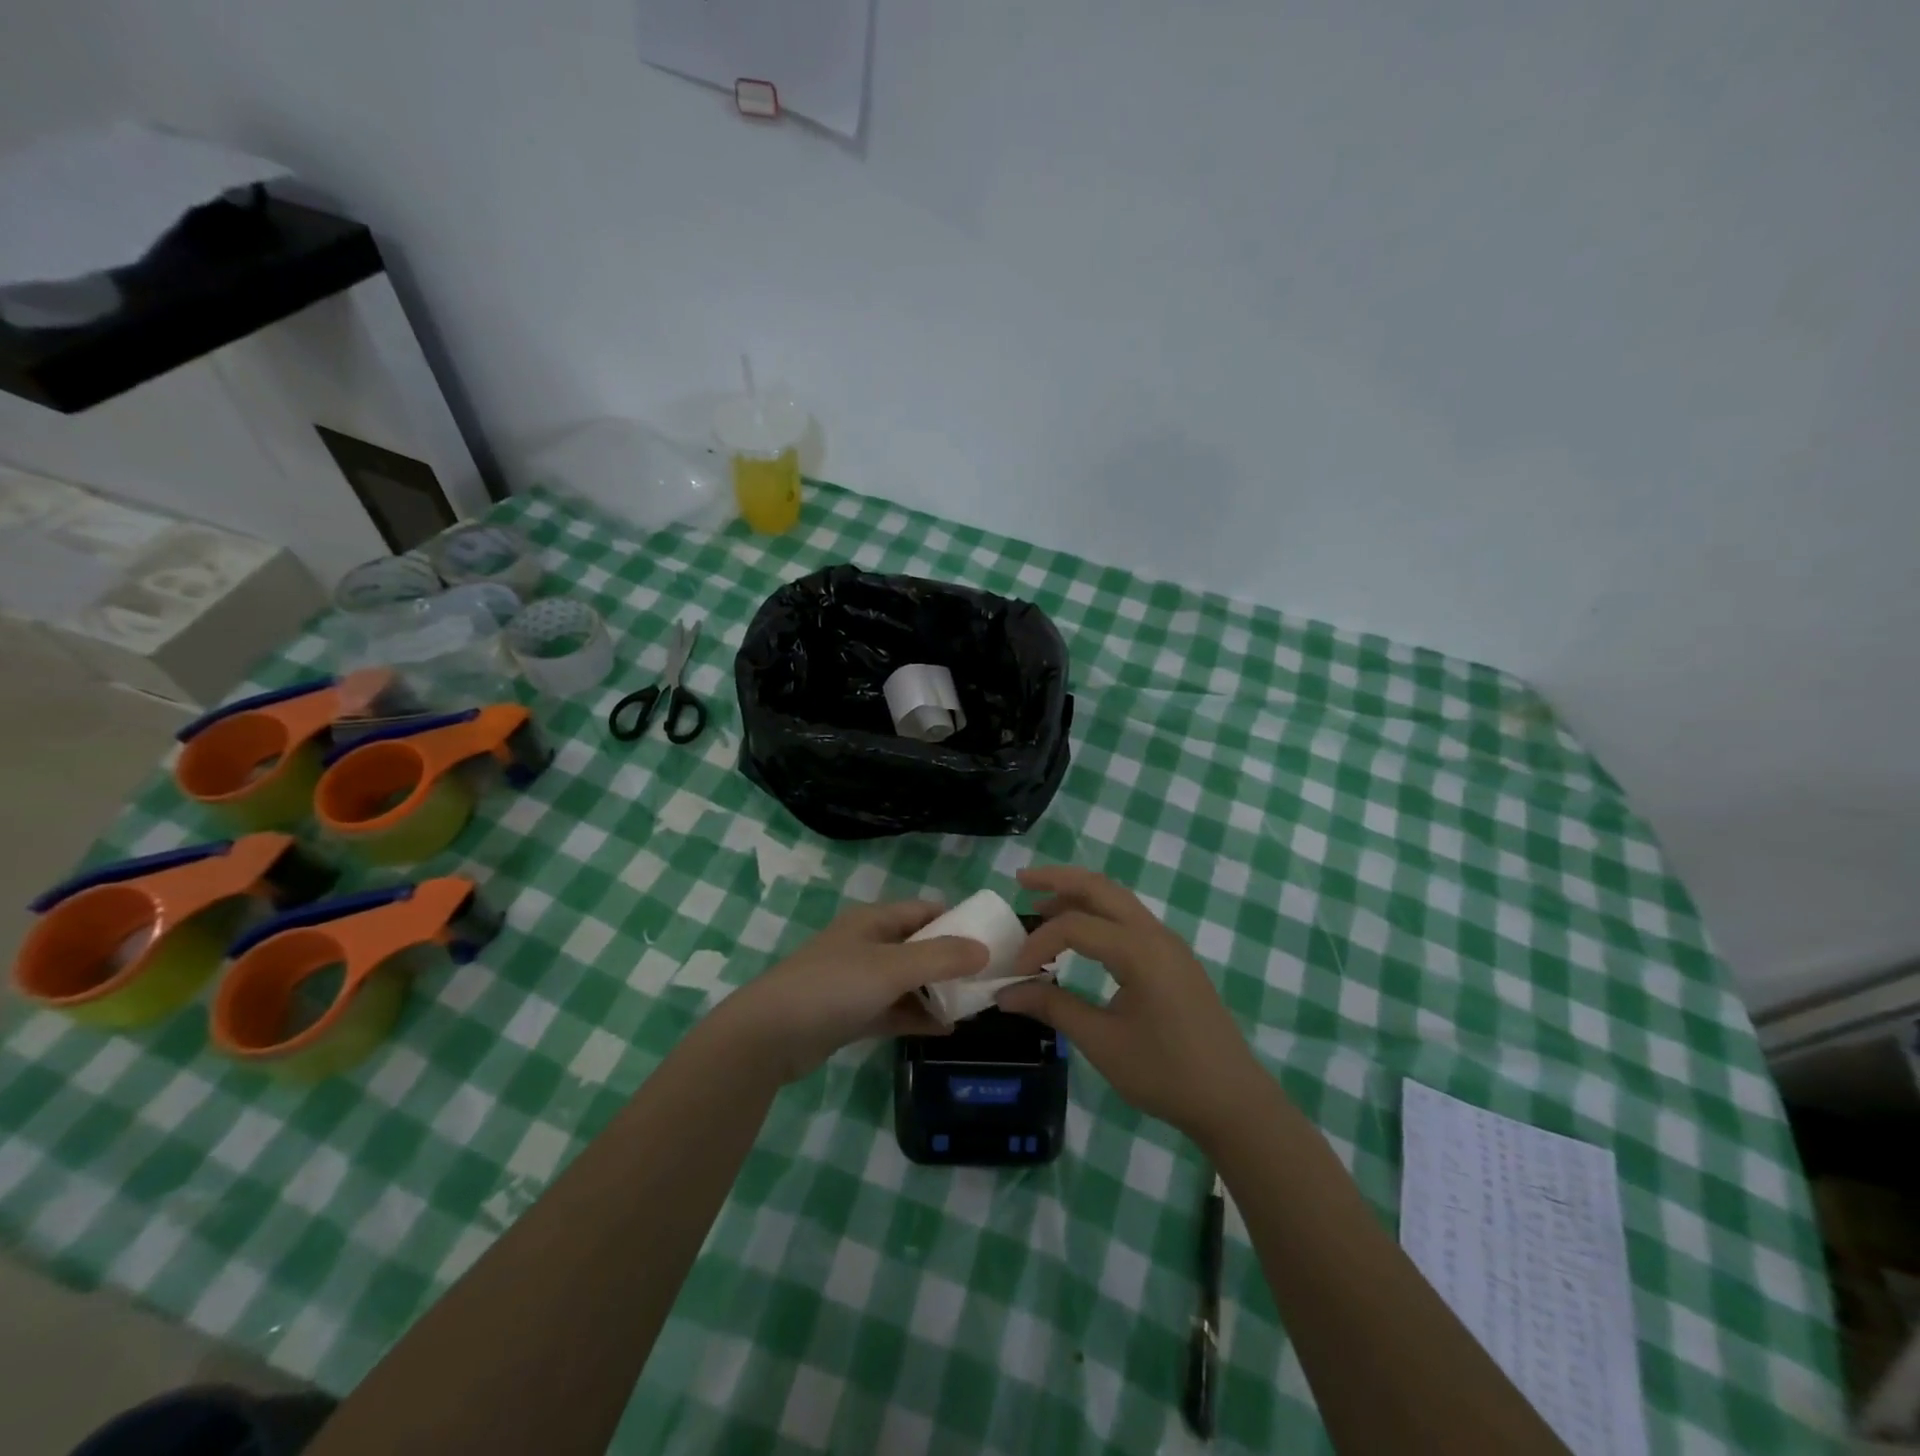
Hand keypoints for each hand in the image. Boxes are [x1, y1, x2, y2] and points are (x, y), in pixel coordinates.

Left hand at [718, 900, 988, 1083]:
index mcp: (874, 921)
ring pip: (908, 981)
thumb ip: (941, 957)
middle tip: (988, 977)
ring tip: (974, 1005)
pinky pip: (894, 1010)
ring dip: (937, 991)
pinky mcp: (850, 1014)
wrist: (769, 1036)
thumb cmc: (833, 987)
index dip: (957, 920)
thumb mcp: (893, 967)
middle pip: (919, 946)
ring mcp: (857, 981)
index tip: (991, 938)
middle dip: (952, 960)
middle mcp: (867, 945)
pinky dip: (917, 1016)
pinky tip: (946, 1030)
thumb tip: (985, 950)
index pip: (924, 910)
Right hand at [997, 867, 1268, 1141]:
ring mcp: (1169, 943)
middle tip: (1021, 880)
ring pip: (1118, 899)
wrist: (1233, 1101)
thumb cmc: (1166, 1073)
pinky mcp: (1174, 958)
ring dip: (1079, 894)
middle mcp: (1155, 934)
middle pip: (1100, 887)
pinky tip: (1081, 934)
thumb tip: (1006, 994)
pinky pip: (1130, 919)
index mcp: (1139, 951)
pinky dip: (1099, 914)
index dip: (1038, 943)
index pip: (1075, 926)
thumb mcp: (1103, 1043)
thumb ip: (1054, 1008)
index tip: (1016, 973)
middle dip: (1058, 878)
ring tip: (1042, 903)